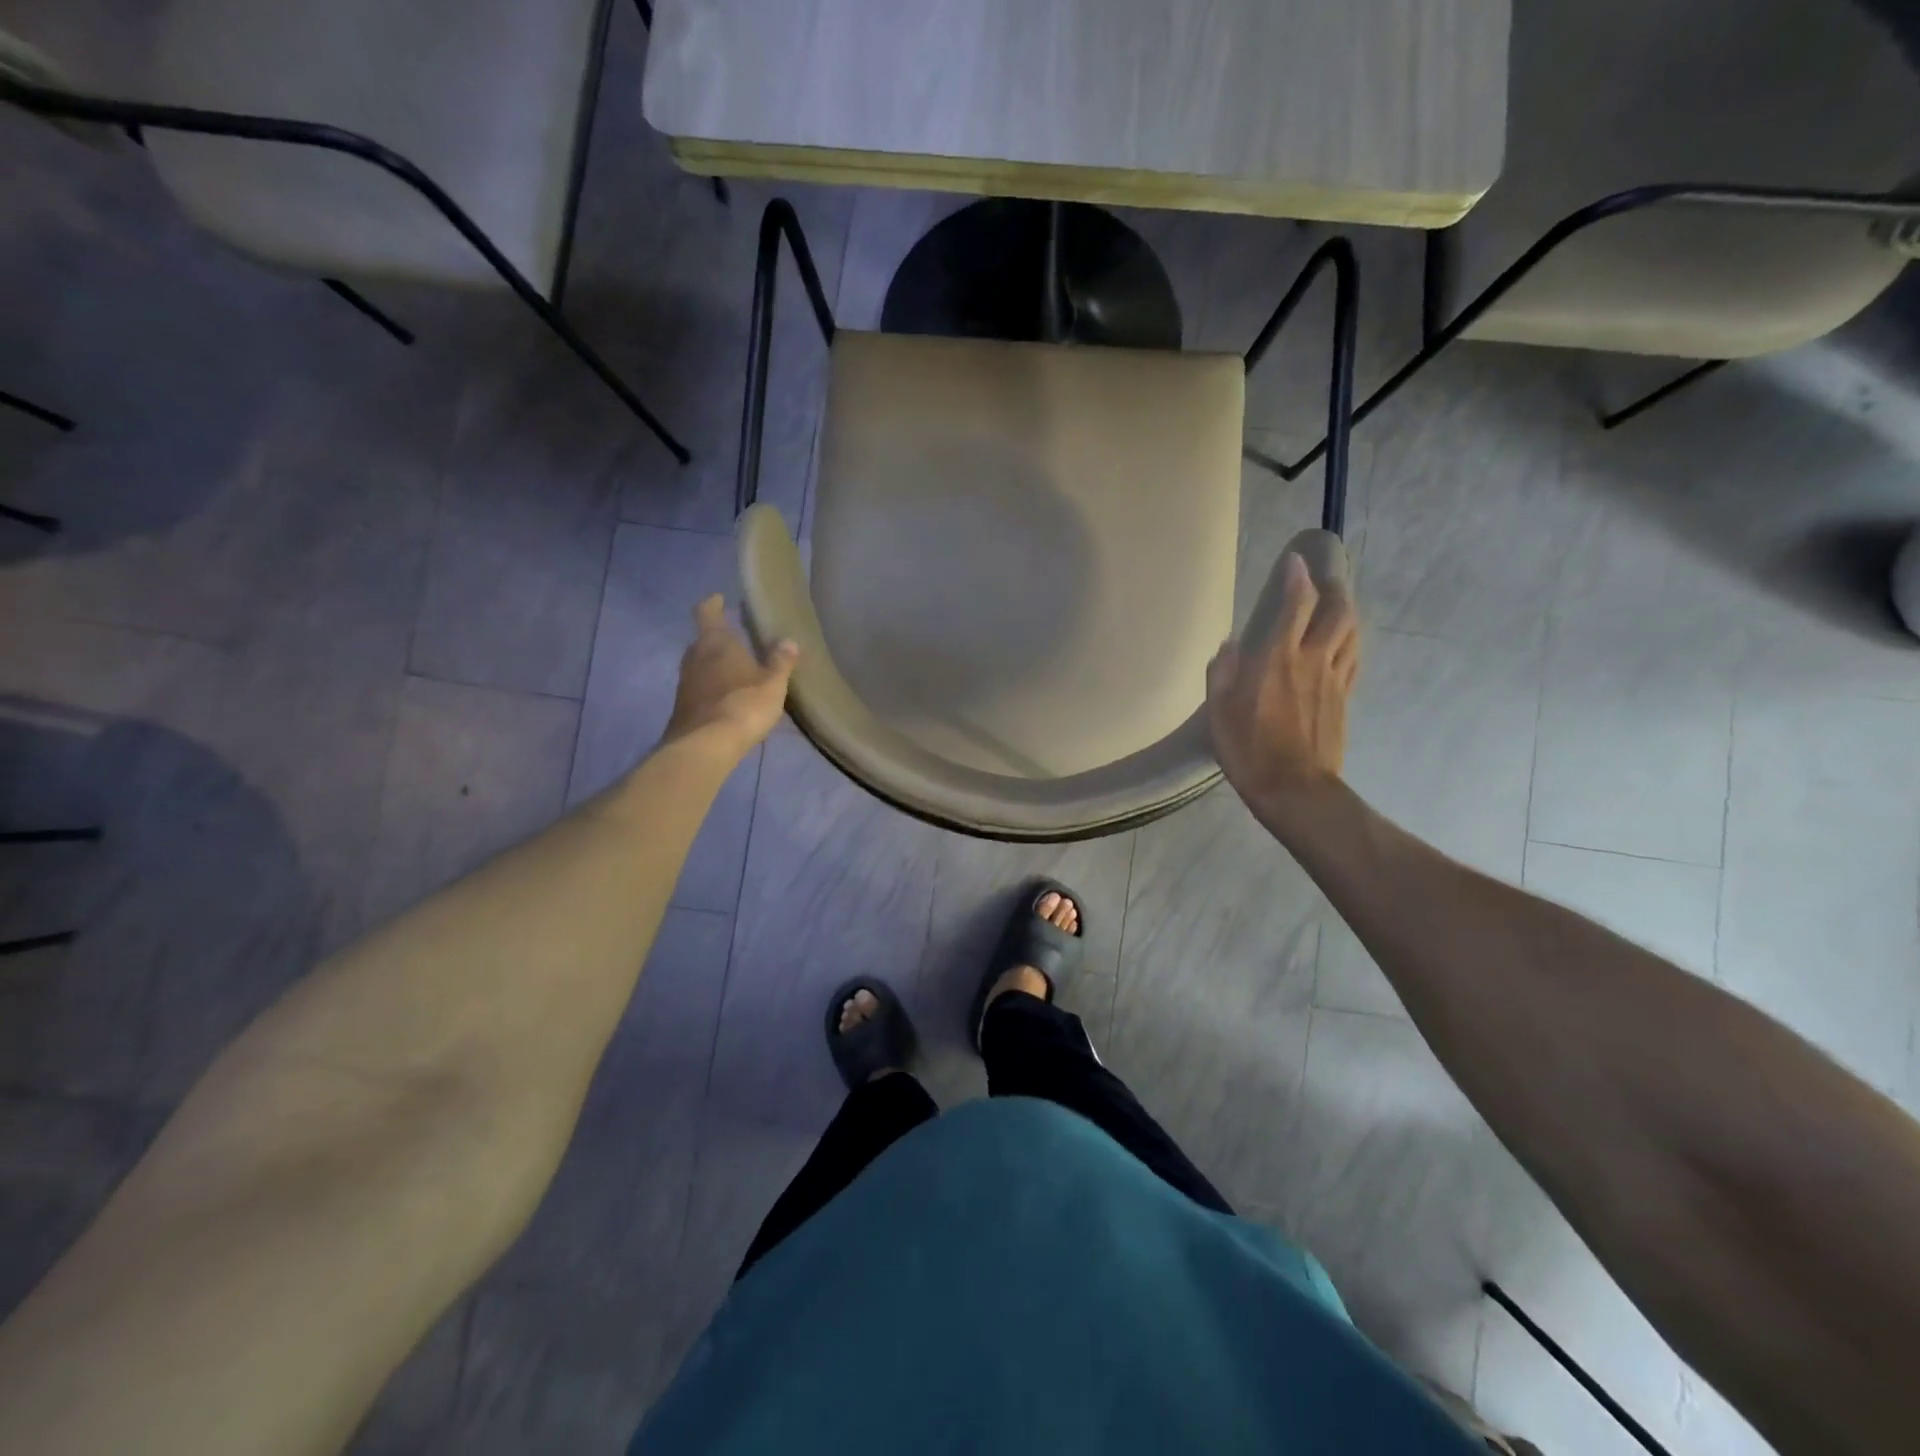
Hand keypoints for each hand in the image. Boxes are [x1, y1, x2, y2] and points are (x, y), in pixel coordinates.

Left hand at [662, 596, 798, 758]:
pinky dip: (710, 687)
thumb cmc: (743, 705)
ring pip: (699, 665)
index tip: (719, 598)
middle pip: (702, 640)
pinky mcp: (683, 707)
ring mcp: (685, 683)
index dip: (713, 604)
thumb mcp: (772, 684)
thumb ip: (780, 662)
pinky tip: (727, 698)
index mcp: (716, 643)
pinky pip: (698, 688)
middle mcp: (695, 657)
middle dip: (717, 638)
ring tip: (735, 671)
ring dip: (713, 665)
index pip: (707, 612)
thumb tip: (789, 641)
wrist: (705, 746)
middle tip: (736, 639)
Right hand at [1206, 552, 1359, 812]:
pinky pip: (1353, 657)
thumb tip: (1229, 646)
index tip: (1295, 561)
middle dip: (1333, 587)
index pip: (1296, 604)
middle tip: (1324, 577)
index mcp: (1277, 659)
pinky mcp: (1344, 698)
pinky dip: (1350, 640)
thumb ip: (1222, 674)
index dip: (1297, 578)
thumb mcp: (1219, 712)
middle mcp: (1311, 660)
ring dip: (1348, 610)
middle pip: (1336, 611)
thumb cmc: (1249, 750)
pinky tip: (1343, 642)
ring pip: (1351, 631)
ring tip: (1338, 603)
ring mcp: (1334, 679)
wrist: (1295, 789)